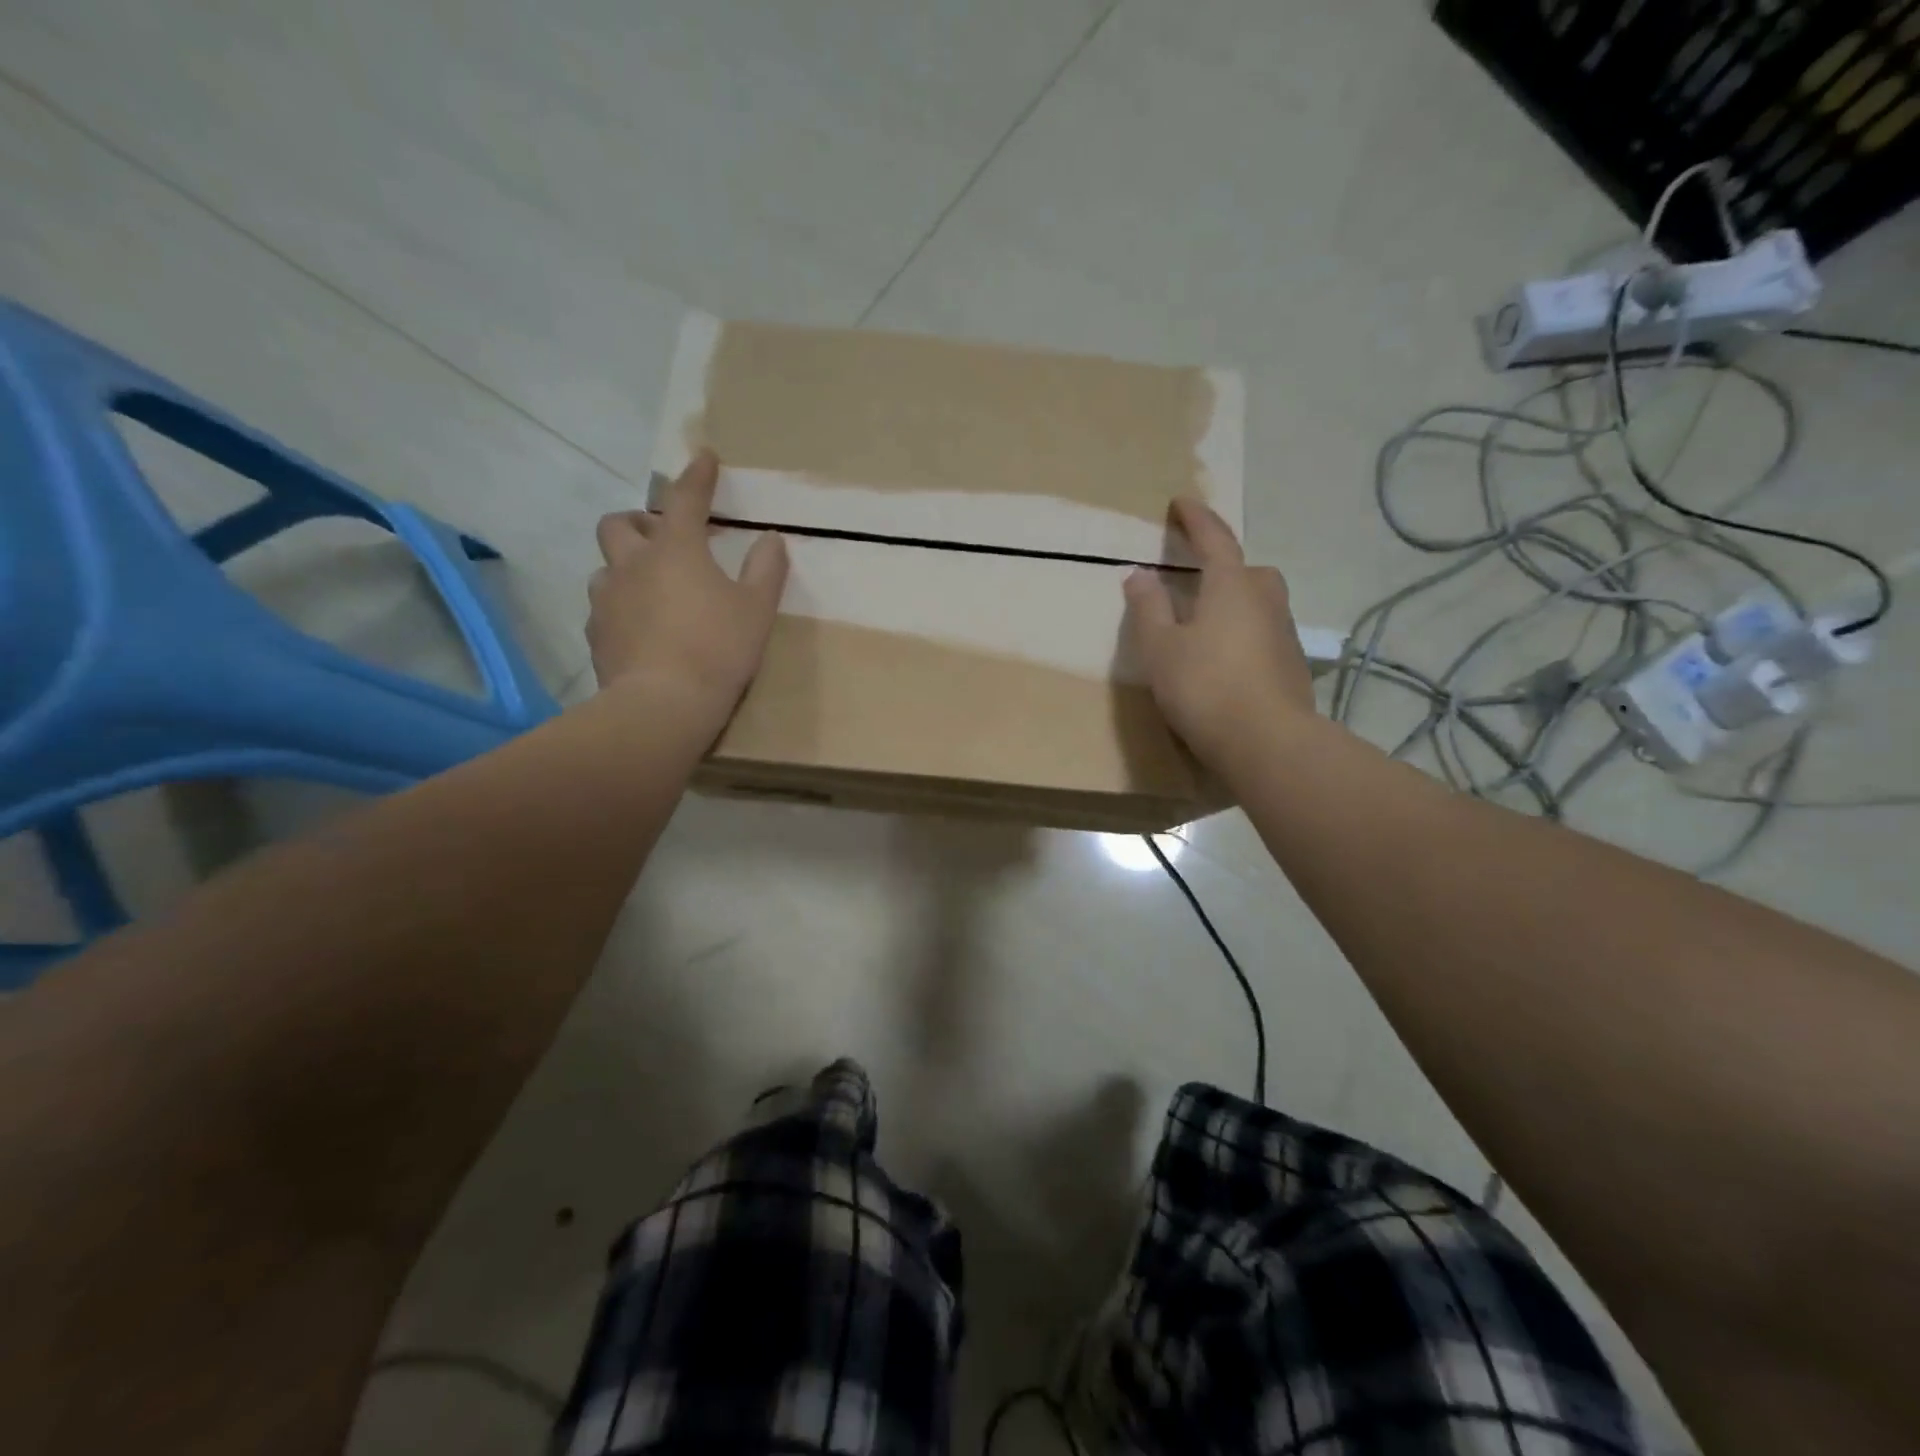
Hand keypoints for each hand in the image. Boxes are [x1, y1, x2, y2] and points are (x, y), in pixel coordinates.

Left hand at [588, 451, 788, 725]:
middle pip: (619, 524)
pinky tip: (642, 630)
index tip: (704, 458)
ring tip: (652, 591)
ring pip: (606, 567)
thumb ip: (765, 570)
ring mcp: (607, 599)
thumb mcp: (757, 610)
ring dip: (627, 568)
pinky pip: (604, 608)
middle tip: (663, 540)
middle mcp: (633, 565)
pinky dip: (621, 608)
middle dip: (639, 522)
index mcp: (676, 550)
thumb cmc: (718, 650)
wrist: (663, 705)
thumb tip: (771, 540)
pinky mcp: (596, 634)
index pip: (685, 499)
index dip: (697, 476)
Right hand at [1123, 498, 1314, 766]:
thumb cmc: (1204, 686)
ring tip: (1208, 625)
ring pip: (1260, 603)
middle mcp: (1265, 601)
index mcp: (1230, 586)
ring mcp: (1285, 635)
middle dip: (1225, 566)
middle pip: (1248, 570)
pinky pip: (1265, 635)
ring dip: (1237, 603)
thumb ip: (1148, 608)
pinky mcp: (1293, 667)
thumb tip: (1139, 573)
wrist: (1266, 742)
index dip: (1196, 519)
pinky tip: (1227, 662)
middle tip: (1199, 578)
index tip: (1181, 502)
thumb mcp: (1160, 648)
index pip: (1214, 540)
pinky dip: (1245, 636)